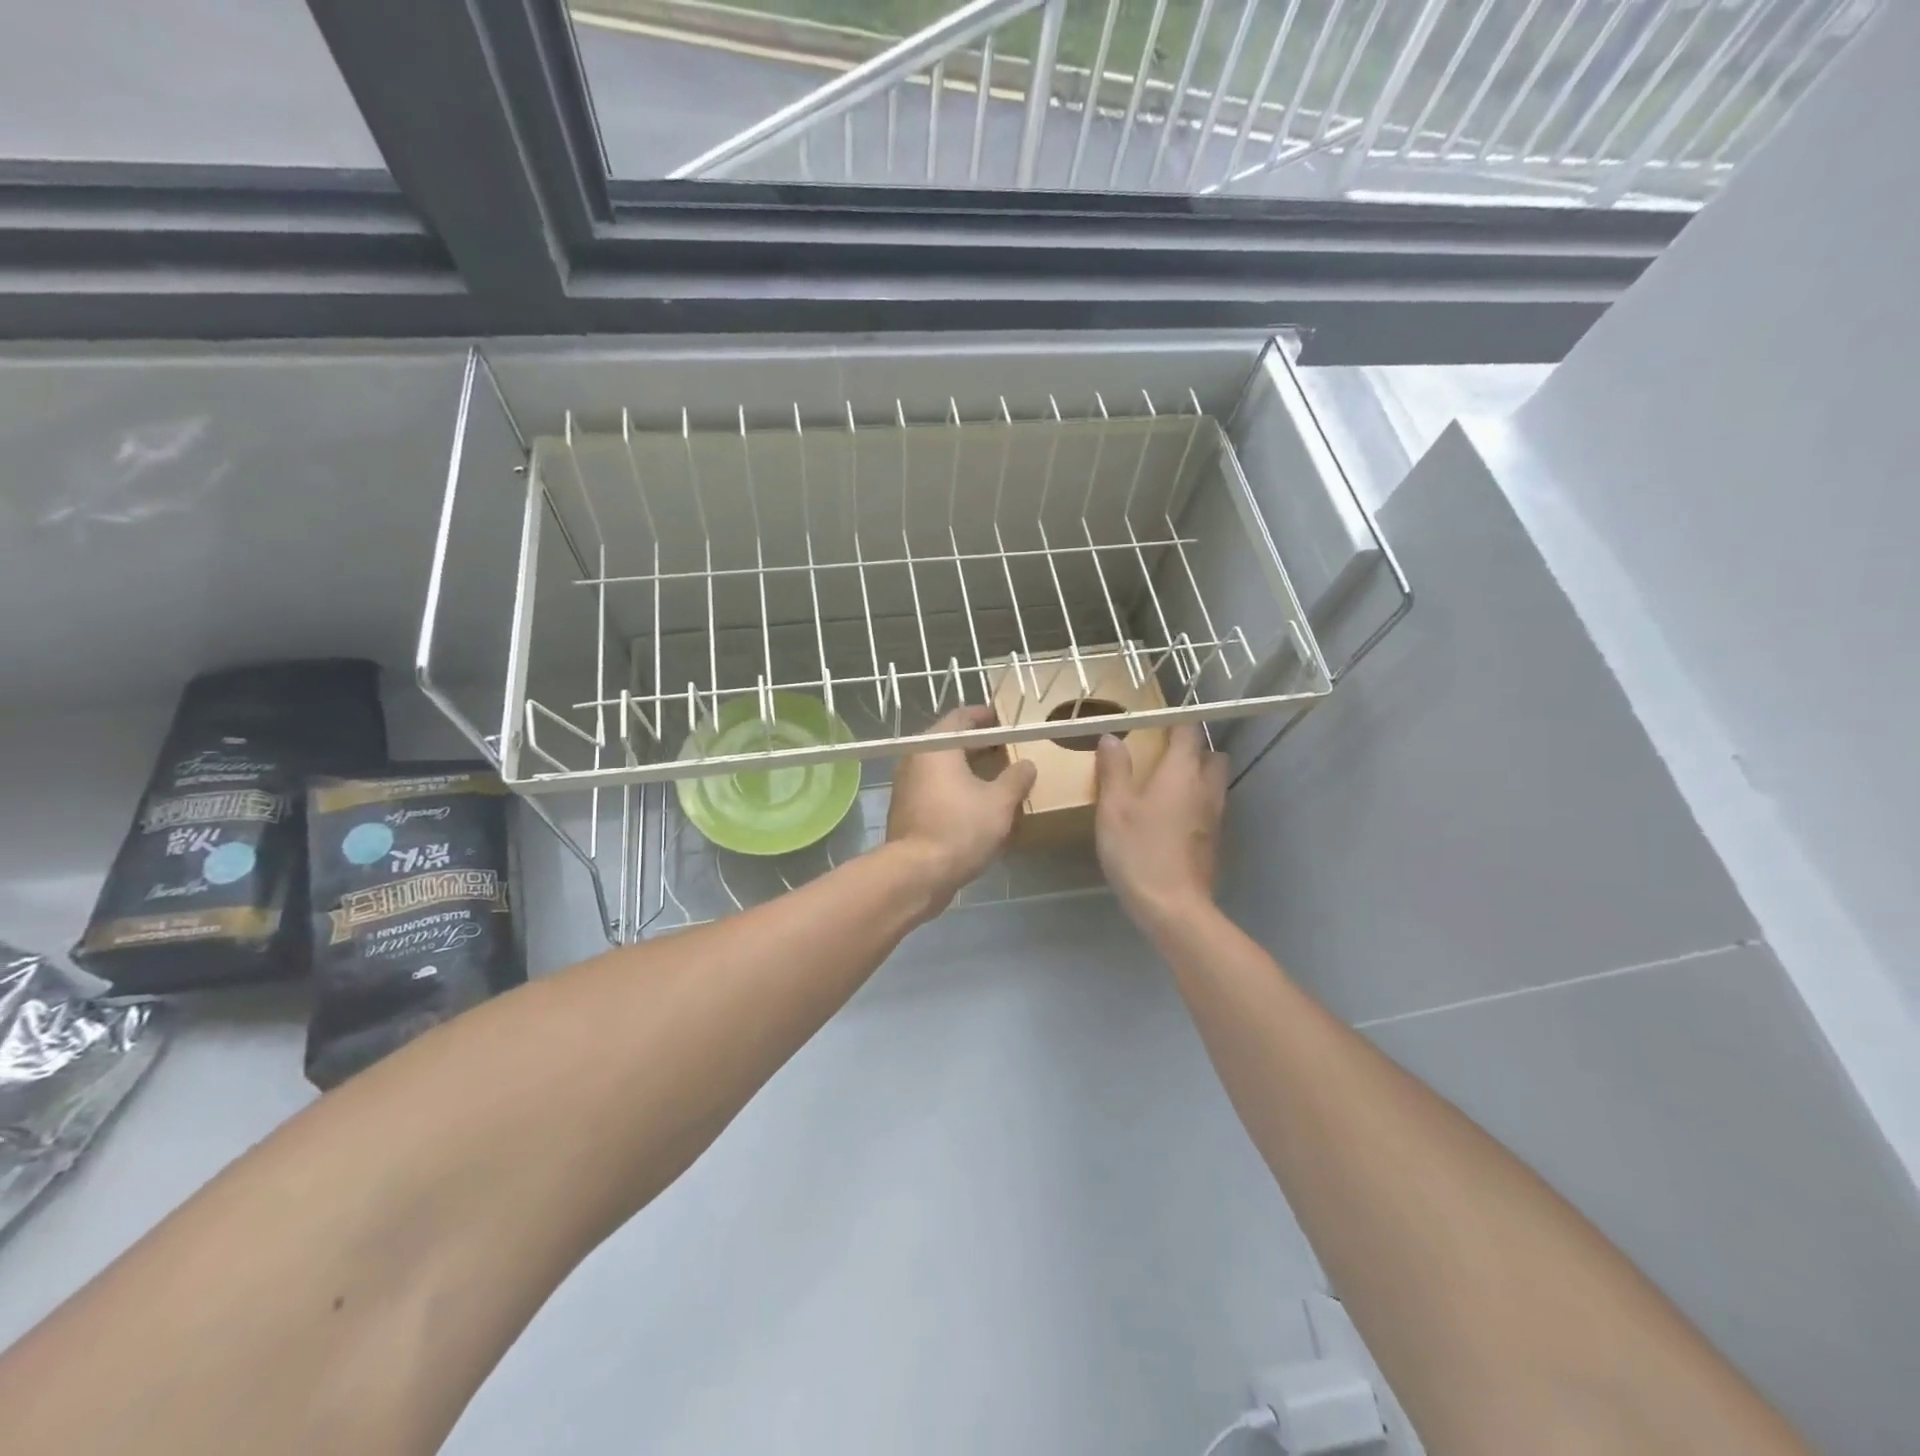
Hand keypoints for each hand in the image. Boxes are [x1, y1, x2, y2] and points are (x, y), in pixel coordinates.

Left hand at [886, 705, 1037, 913]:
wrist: (917, 873)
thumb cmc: (960, 828)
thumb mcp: (1000, 803)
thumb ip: (1016, 778)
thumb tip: (1027, 764)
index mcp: (935, 747)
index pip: (961, 717)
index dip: (985, 716)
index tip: (1005, 719)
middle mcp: (916, 759)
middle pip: (951, 742)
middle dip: (980, 744)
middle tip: (1009, 748)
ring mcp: (907, 785)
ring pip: (943, 767)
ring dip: (969, 768)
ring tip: (998, 776)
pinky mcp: (907, 809)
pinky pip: (936, 788)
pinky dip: (957, 788)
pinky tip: (978, 803)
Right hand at [1093, 723, 1227, 930]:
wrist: (1173, 907)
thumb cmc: (1139, 851)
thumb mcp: (1114, 808)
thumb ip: (1114, 770)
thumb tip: (1112, 738)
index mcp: (1182, 772)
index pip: (1188, 732)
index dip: (1174, 722)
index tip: (1154, 721)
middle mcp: (1205, 788)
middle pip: (1211, 756)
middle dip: (1193, 750)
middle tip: (1162, 755)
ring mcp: (1214, 817)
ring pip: (1213, 783)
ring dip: (1196, 777)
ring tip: (1164, 785)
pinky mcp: (1213, 841)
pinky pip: (1209, 808)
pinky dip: (1194, 803)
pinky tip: (1170, 818)